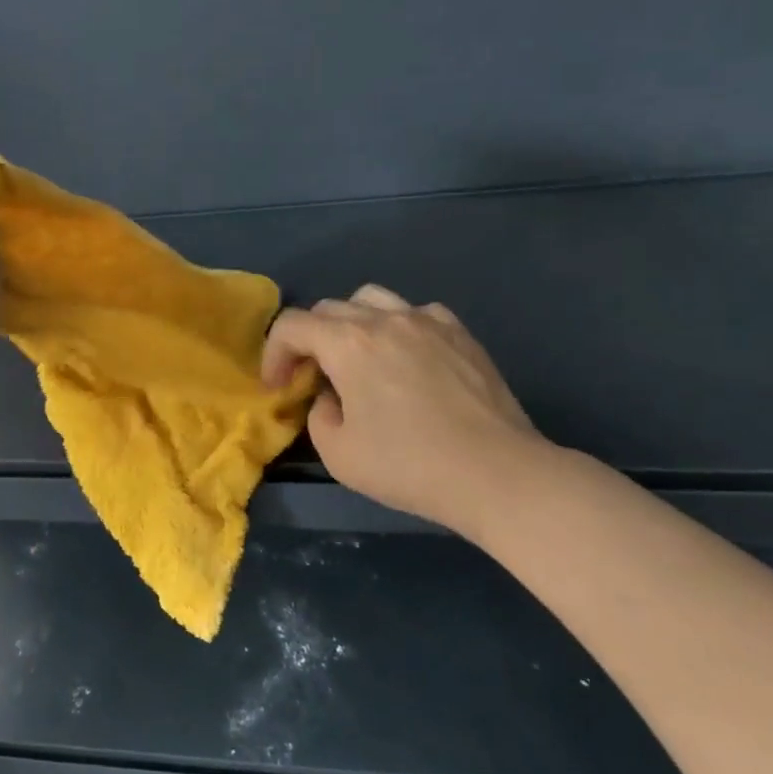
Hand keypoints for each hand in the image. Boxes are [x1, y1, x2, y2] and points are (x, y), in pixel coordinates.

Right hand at [260, 285, 554, 538]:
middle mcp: (384, 319)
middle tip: (312, 376)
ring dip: (351, 323)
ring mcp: (427, 321)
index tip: (277, 387)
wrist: (497, 474)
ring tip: (357, 357)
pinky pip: (416, 313)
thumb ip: (319, 417)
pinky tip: (406, 358)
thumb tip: (331, 399)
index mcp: (348, 343)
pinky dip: (397, 327)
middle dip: (309, 339)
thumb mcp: (339, 455)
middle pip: (329, 308)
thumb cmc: (410, 465)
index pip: (292, 325)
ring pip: (372, 298)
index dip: (274, 353)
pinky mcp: (461, 334)